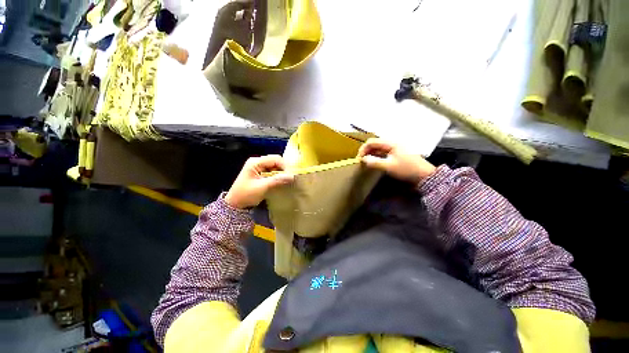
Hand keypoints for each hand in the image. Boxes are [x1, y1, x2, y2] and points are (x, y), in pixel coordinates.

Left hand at [225, 155, 293, 208]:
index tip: (291, 175)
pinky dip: (277, 175)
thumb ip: (277, 180)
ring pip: (275, 166)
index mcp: (255, 162)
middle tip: (290, 178)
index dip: (285, 166)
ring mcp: (258, 167)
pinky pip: (272, 171)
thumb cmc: (246, 194)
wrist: (235, 204)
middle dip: (284, 169)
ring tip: (287, 180)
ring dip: (281, 172)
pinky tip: (281, 181)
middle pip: (276, 161)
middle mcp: (257, 162)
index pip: (275, 159)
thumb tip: (292, 176)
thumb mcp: (262, 187)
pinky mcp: (260, 172)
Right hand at [357, 138, 435, 184]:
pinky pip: (383, 152)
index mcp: (390, 143)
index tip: (359, 159)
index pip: (371, 142)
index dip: (363, 149)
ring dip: (371, 154)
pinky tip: (375, 162)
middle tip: (361, 161)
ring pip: (378, 148)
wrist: (424, 175)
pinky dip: (377, 156)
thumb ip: (375, 162)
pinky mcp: (396, 153)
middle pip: (374, 144)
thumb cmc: (406, 169)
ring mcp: (395, 148)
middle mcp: (392, 143)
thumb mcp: (389, 166)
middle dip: (366, 151)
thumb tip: (363, 159)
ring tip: (366, 162)